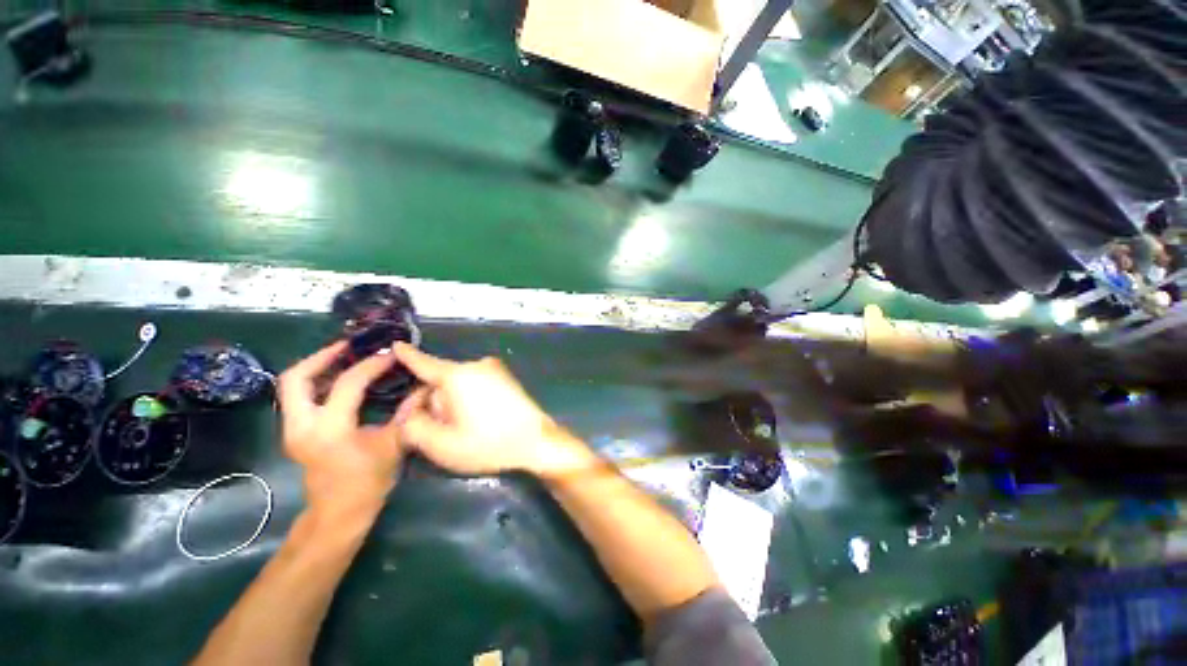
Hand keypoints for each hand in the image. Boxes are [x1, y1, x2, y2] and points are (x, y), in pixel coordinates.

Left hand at [278, 341, 405, 514]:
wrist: (338, 514)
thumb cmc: (368, 482)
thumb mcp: (394, 445)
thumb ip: (409, 413)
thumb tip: (426, 387)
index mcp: (330, 429)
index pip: (348, 384)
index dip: (372, 365)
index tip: (391, 355)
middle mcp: (302, 425)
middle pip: (297, 378)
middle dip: (322, 357)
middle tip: (350, 346)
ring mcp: (293, 429)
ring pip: (292, 386)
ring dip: (317, 367)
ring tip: (346, 357)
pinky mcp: (295, 432)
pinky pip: (299, 397)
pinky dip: (317, 382)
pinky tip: (341, 380)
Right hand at [392, 344, 591, 476]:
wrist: (536, 441)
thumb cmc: (488, 443)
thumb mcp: (441, 445)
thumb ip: (413, 426)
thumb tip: (412, 410)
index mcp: (458, 375)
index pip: (425, 363)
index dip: (407, 356)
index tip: (395, 345)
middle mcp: (476, 365)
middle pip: (442, 380)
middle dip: (437, 401)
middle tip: (448, 428)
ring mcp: (495, 369)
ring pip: (460, 383)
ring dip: (455, 402)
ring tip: (469, 427)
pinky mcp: (506, 377)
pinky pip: (477, 383)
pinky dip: (471, 398)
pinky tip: (483, 419)